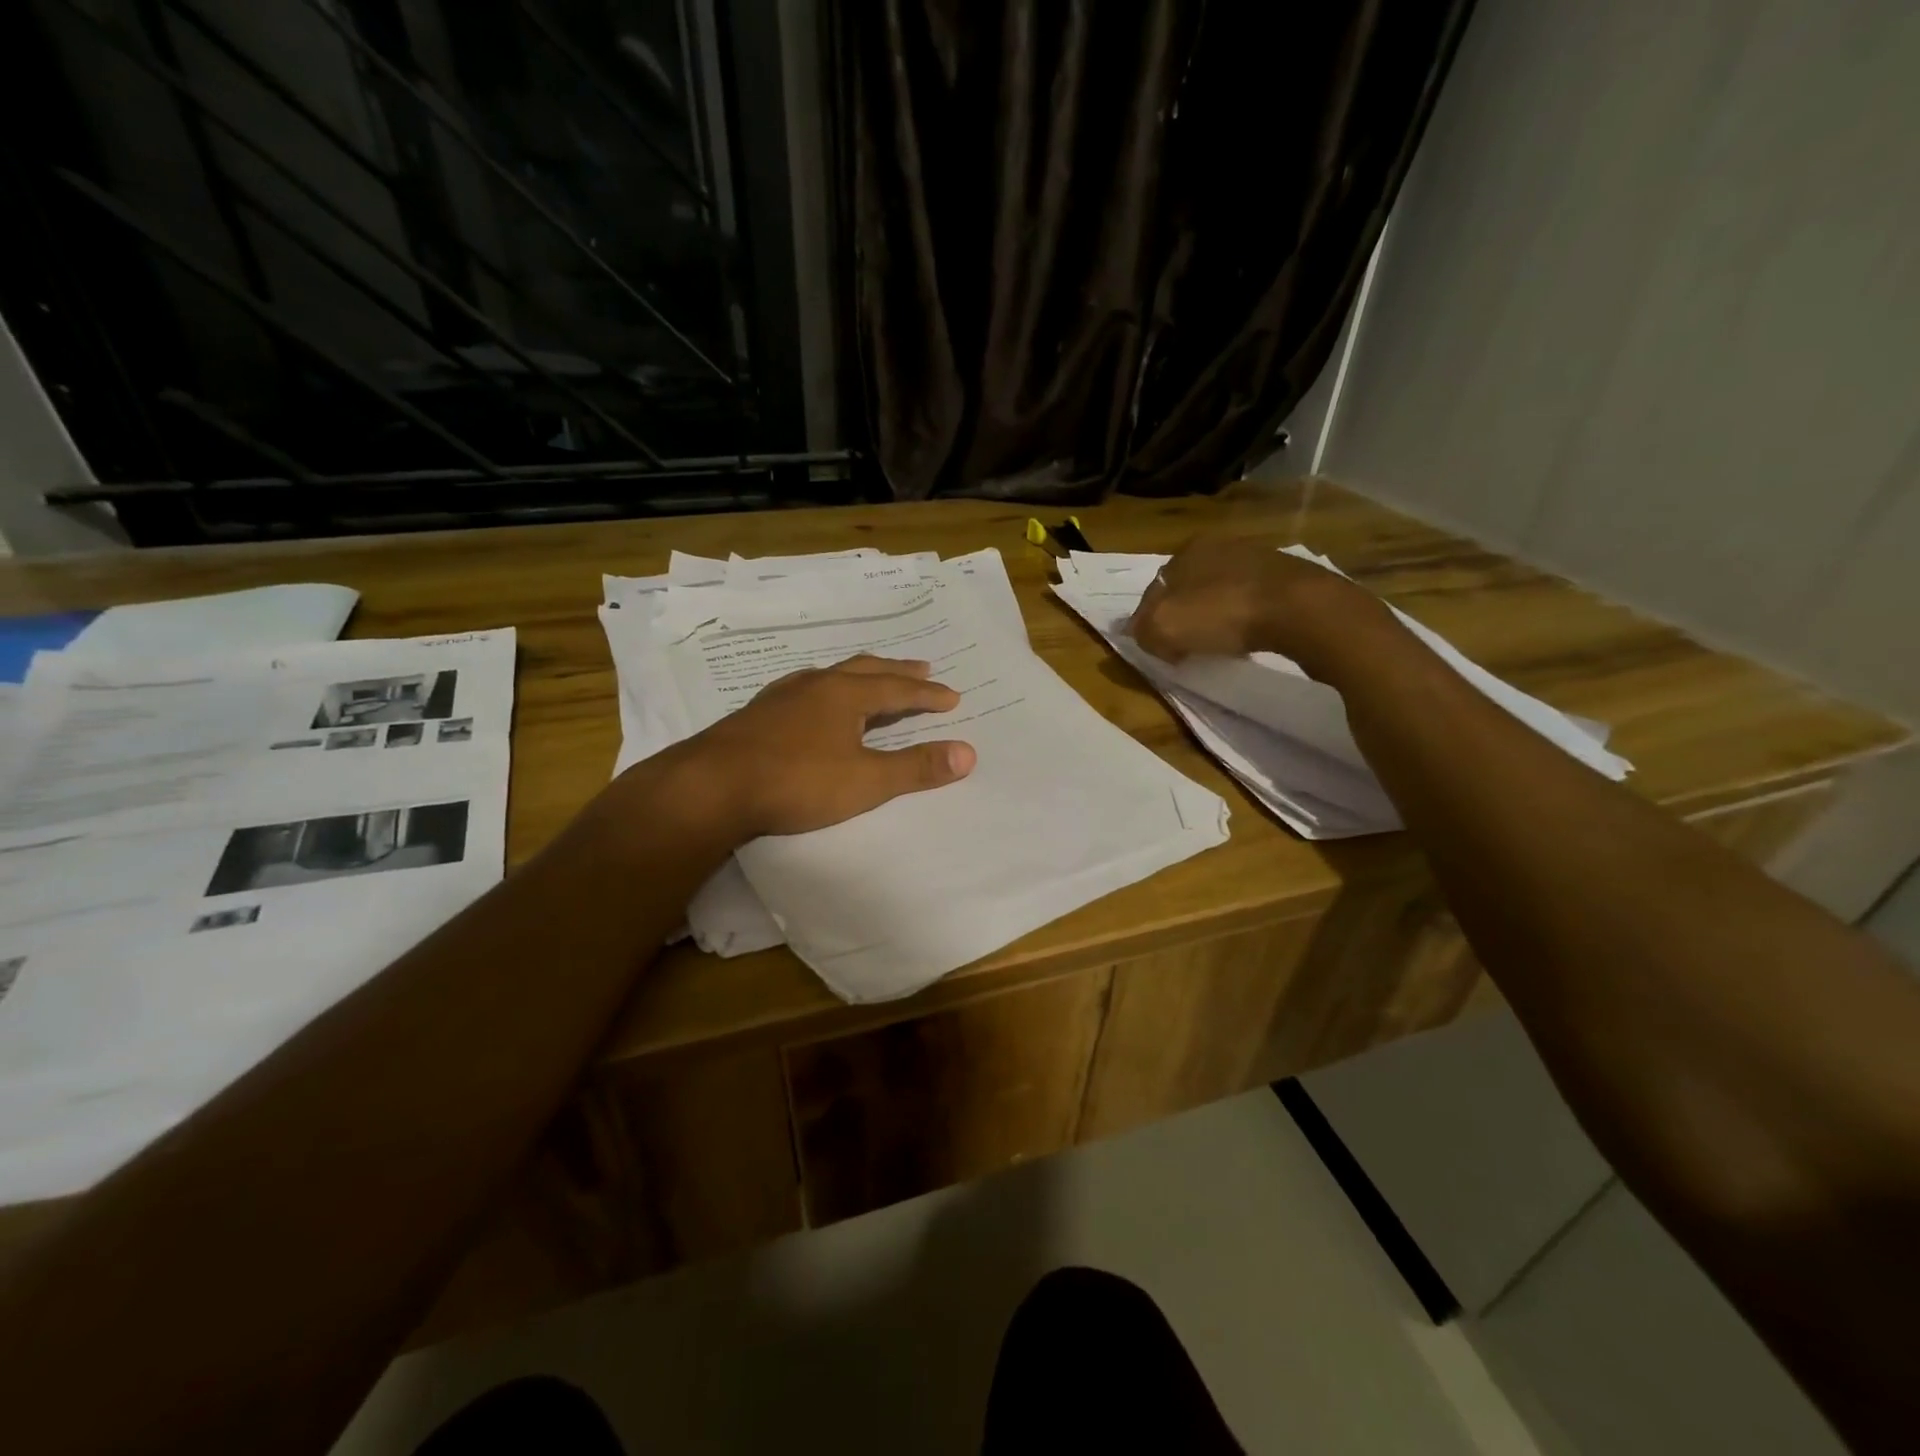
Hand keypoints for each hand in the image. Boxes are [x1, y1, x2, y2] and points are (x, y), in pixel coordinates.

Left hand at [672, 655, 976, 838]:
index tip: (951, 697)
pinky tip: (813, 701)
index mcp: (845, 694)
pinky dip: (825, 689)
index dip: (927, 693)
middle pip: (866, 669)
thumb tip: (968, 753)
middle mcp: (816, 684)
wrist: (713, 786)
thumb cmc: (797, 781)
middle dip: (897, 671)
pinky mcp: (757, 713)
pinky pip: (804, 689)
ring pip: (831, 675)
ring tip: (871, 678)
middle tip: (923, 667)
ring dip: (860, 675)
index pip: (898, 688)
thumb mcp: (866, 781)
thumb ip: (916, 767)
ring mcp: (782, 696)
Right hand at [1127, 535, 1394, 677]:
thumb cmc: (1222, 612)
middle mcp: (1220, 545)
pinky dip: (1245, 619)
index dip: (1150, 620)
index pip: (1155, 588)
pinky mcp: (1287, 577)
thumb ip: (1143, 631)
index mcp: (1186, 550)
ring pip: (1221, 593)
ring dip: (1215, 617)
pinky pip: (1252, 601)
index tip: (1157, 647)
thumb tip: (1147, 636)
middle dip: (1184, 616)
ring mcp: (1257, 558)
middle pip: (1188, 588)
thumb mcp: (1163, 627)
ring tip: (1218, 646)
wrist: (1298, 608)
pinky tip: (1249, 637)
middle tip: (1185, 648)